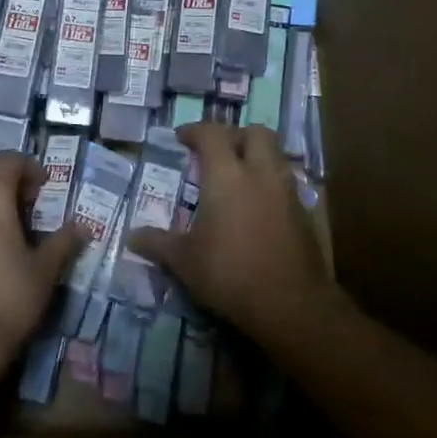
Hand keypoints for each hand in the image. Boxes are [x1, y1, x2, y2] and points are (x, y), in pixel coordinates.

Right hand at [127, 123, 335, 346]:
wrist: (293, 306)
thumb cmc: (230, 274)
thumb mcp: (184, 261)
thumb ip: (158, 243)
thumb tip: (131, 237)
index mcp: (227, 175)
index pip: (211, 134)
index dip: (194, 131)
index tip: (181, 138)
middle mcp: (260, 174)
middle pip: (255, 133)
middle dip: (235, 135)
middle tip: (217, 153)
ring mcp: (287, 193)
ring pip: (276, 155)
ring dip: (257, 157)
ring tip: (238, 178)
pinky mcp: (305, 215)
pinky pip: (286, 184)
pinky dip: (271, 185)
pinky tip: (257, 208)